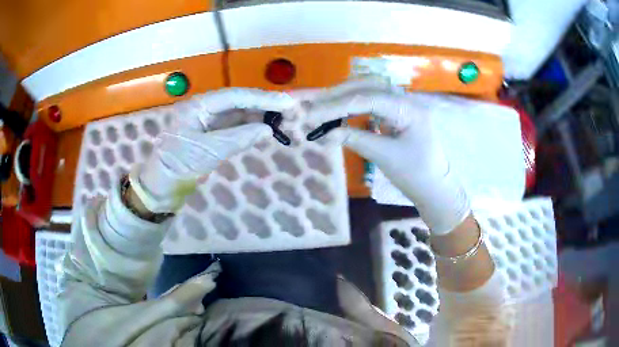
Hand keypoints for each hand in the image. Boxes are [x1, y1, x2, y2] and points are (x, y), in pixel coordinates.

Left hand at [134, 88, 295, 212]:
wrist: (162, 185)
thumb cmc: (179, 164)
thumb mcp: (208, 151)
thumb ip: (239, 137)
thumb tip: (268, 130)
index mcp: (199, 105)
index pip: (235, 96)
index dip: (262, 98)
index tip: (286, 102)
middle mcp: (205, 108)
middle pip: (239, 102)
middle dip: (263, 106)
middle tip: (289, 112)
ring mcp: (208, 121)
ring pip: (238, 114)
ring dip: (259, 117)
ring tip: (282, 121)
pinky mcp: (211, 134)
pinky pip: (234, 127)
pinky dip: (249, 128)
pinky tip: (264, 130)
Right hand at [306, 81, 469, 233]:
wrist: (435, 188)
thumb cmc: (416, 175)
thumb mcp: (385, 157)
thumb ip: (356, 140)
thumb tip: (327, 133)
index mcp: (408, 108)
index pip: (367, 98)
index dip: (337, 105)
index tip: (313, 115)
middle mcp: (405, 100)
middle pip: (367, 86)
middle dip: (338, 94)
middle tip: (314, 106)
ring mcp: (402, 106)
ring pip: (369, 92)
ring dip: (345, 97)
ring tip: (322, 108)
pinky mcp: (397, 115)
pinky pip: (373, 103)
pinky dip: (354, 107)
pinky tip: (341, 114)